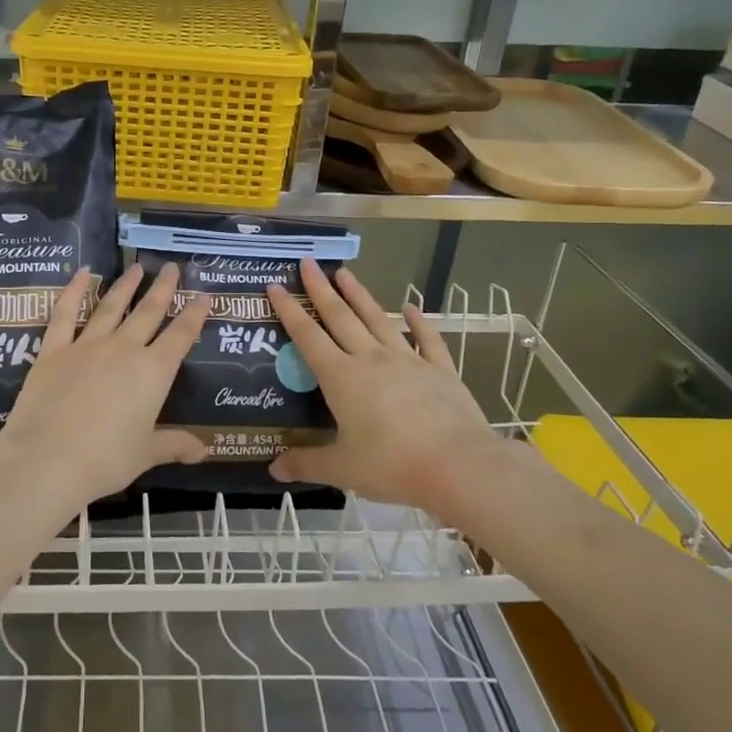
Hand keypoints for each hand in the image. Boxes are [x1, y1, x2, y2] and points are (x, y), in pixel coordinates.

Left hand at [0, 262, 209, 506]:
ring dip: (126, 286)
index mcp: (153, 372)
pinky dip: (74, 291)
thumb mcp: (145, 454)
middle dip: (163, 288)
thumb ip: (174, 445)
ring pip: (111, 307)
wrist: (47, 459)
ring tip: (136, 268)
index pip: (181, 336)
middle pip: (149, 312)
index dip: (194, 315)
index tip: (203, 295)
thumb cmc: (105, 460)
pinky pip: (65, 314)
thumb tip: (204, 451)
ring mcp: (87, 345)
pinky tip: (83, 273)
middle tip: (171, 266)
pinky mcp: (54, 350)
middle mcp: (124, 349)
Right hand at [267, 260, 535, 518]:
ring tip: (345, 272)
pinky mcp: (439, 370)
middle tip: (308, 262)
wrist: (458, 465)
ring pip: (377, 319)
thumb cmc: (392, 465)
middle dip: (321, 289)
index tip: (276, 285)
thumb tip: (274, 469)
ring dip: (359, 295)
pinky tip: (411, 306)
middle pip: (340, 317)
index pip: (308, 336)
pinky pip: (426, 339)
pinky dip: (418, 321)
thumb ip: (306, 464)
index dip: (289, 311)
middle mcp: (370, 359)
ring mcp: (407, 360)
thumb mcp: (342, 468)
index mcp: (341, 378)